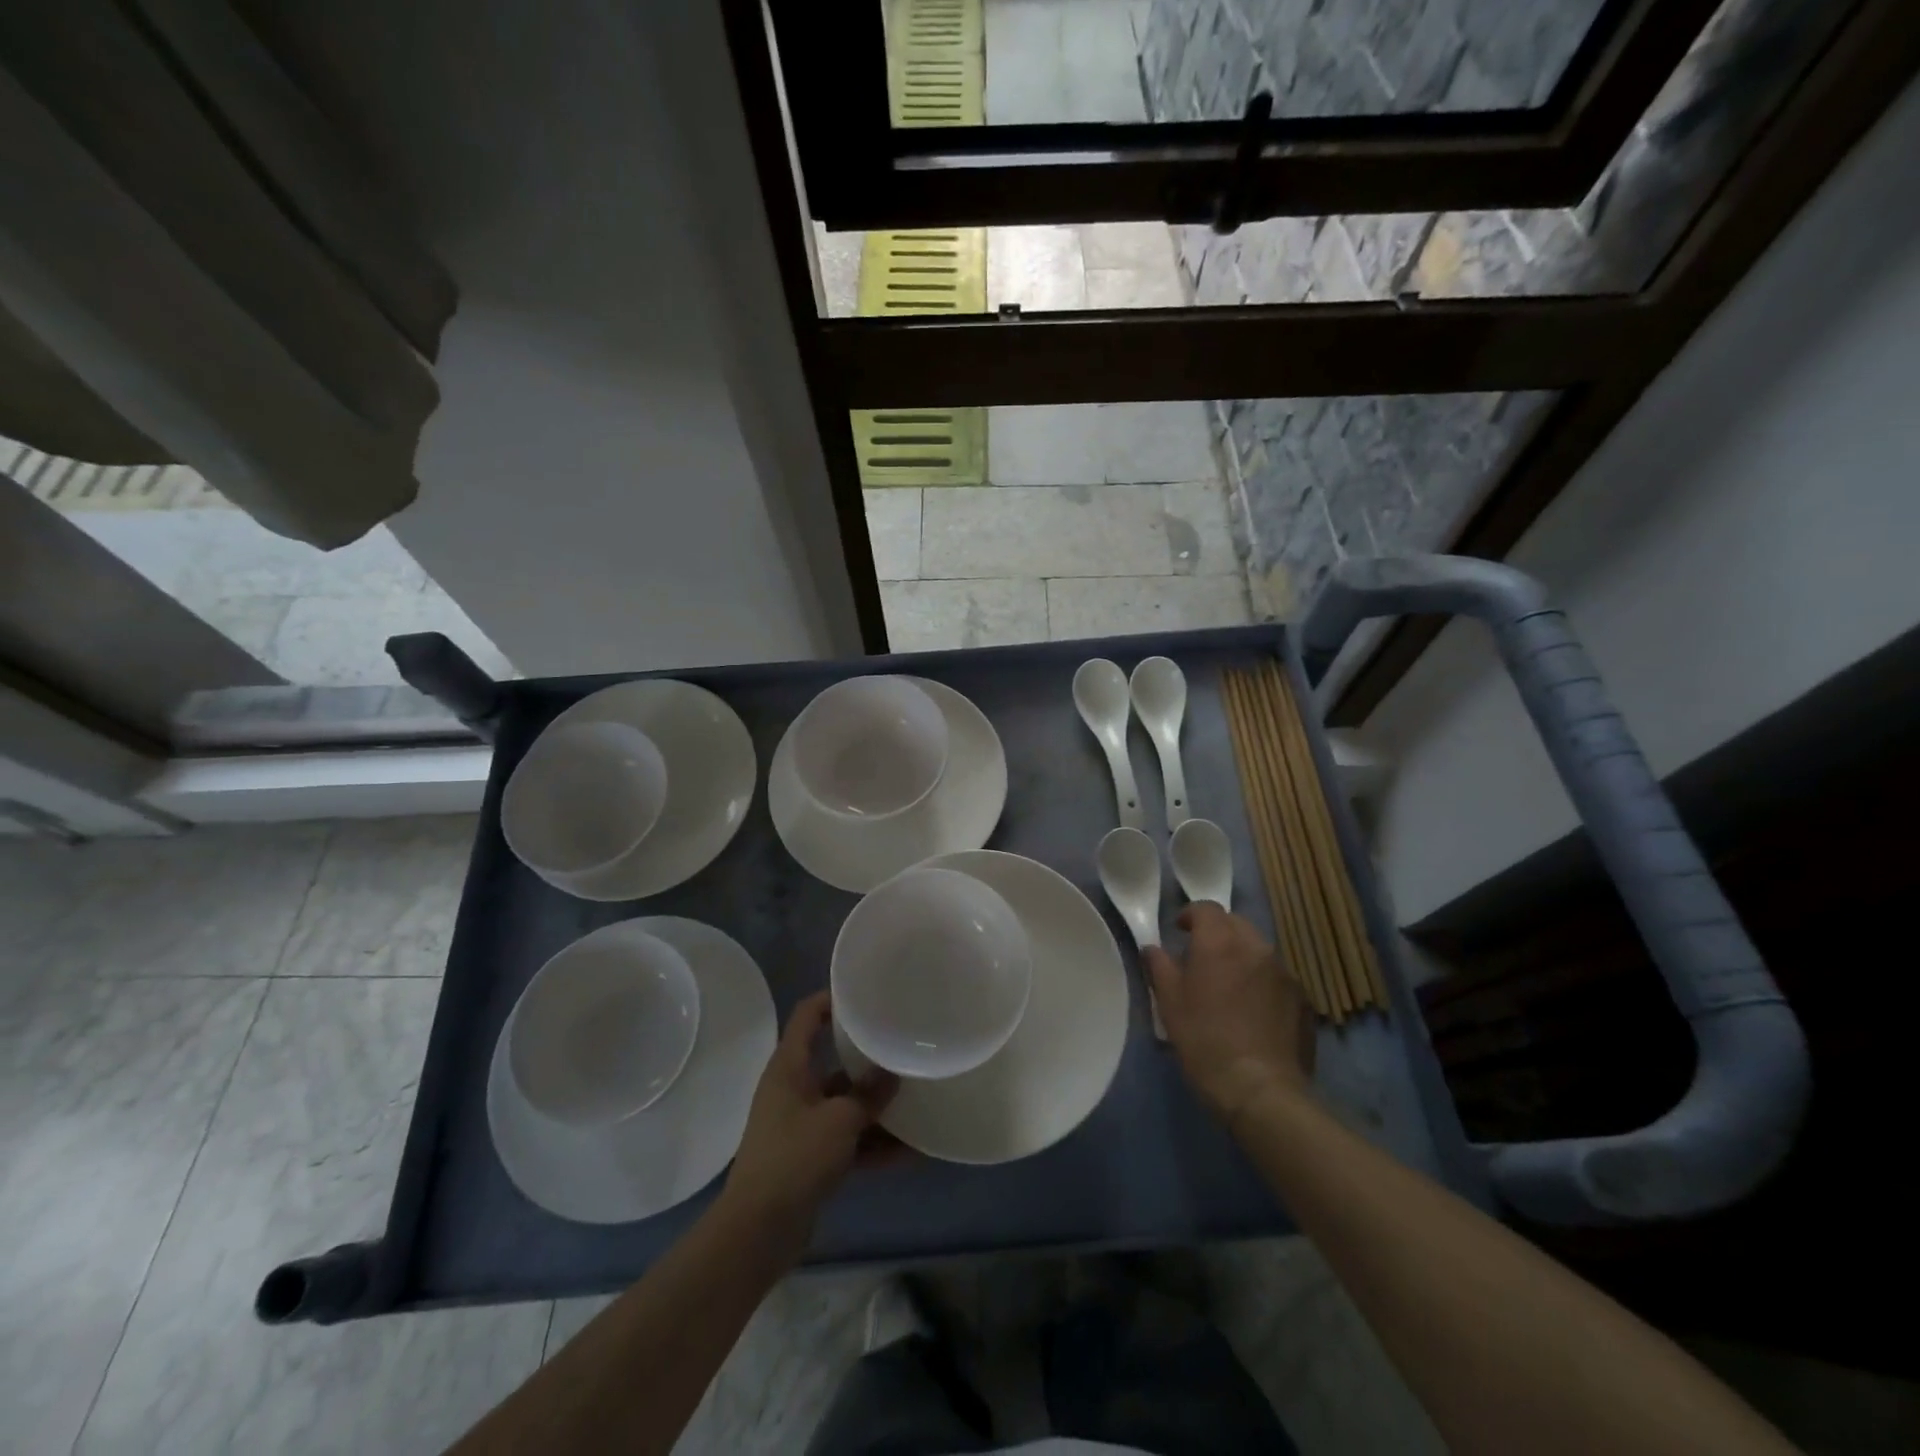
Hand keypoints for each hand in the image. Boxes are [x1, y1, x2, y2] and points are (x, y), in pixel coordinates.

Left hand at [722, 992, 901, 1252]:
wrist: (757, 1232)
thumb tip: (894, 1073)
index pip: (808, 1015)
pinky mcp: (810, 1158)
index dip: (833, 998)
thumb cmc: (794, 1159)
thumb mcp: (839, 1120)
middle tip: (903, 1046)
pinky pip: (848, 1140)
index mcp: (789, 1068)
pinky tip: (911, 1151)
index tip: (867, 993)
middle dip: (868, 1058)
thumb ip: (868, 1095)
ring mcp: (801, 1125)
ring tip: (917, 1100)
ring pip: (845, 1104)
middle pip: (833, 1061)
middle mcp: (794, 1089)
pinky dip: (873, 1143)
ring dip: (877, 1107)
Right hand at [1145, 903, 1313, 1126]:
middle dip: (1218, 932)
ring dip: (1241, 956)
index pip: (1206, 908)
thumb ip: (1159, 966)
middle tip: (1201, 956)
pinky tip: (1252, 1010)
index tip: (1179, 931)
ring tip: (1228, 984)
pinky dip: (1261, 981)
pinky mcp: (1303, 999)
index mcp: (1220, 942)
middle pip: (1236, 923)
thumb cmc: (1204, 1039)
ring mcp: (1284, 972)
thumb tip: (1153, 948)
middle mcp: (1256, 947)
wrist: (1261, 1088)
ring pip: (1258, 949)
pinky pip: (1276, 976)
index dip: (1190, 914)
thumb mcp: (1169, 1002)